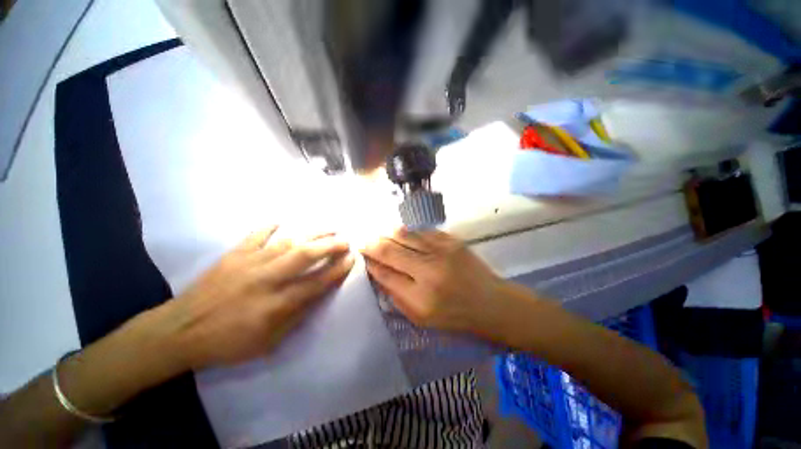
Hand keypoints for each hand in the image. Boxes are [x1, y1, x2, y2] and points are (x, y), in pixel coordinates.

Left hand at [164, 226, 353, 368]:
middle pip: (305, 256)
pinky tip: (280, 221)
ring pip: (287, 243)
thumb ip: (297, 316)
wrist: (179, 331)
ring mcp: (249, 263)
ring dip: (312, 234)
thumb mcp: (268, 341)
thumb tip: (318, 293)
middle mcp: (266, 280)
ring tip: (329, 228)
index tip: (351, 260)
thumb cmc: (227, 342)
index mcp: (276, 304)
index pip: (316, 283)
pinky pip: (255, 236)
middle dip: (330, 246)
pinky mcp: (233, 255)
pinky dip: (268, 227)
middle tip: (345, 240)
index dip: (337, 271)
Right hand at [361, 228, 513, 337]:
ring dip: (388, 233)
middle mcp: (429, 270)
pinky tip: (400, 231)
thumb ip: (396, 296)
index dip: (370, 263)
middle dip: (373, 244)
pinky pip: (422, 231)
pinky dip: (408, 231)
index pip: (385, 274)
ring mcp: (442, 251)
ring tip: (378, 233)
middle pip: (391, 250)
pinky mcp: (452, 241)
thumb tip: (377, 273)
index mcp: (420, 297)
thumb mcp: (421, 318)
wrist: (491, 303)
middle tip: (363, 240)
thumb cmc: (455, 316)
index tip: (361, 256)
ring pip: (405, 235)